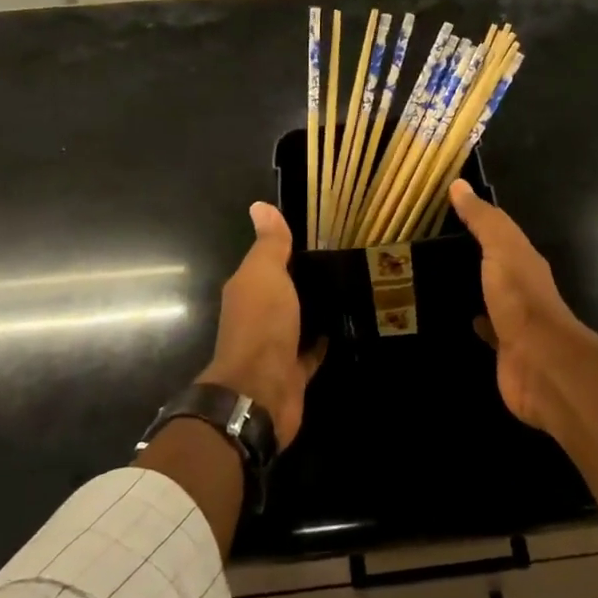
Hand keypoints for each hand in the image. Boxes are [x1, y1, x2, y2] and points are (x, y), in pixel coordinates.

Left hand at [199, 202, 325, 448]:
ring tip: (350, 288)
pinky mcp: (294, 371)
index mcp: (247, 290)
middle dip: (305, 279)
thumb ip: (269, 244)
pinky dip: (325, 340)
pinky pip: (312, 350)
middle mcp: (258, 316)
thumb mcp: (265, 274)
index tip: (321, 234)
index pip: (267, 262)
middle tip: (344, 259)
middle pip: (283, 292)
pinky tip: (347, 325)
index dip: (288, 249)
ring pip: (298, 320)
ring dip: (315, 308)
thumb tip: (260, 205)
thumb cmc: (261, 325)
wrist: (261, 392)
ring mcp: (276, 346)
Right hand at [450, 181, 597, 503]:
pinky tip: (451, 317)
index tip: (446, 212)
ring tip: (434, 279)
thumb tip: (459, 184)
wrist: (539, 362)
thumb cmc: (520, 298)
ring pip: (488, 296)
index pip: (500, 234)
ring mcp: (514, 320)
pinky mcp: (503, 349)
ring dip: (470, 288)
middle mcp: (522, 287)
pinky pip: (484, 329)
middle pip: (495, 266)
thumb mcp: (501, 248)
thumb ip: (483, 219)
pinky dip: (471, 320)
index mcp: (524, 260)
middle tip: (431, 247)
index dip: (477, 222)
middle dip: (471, 257)